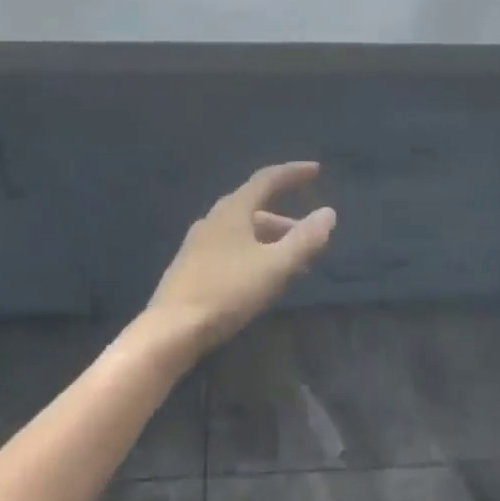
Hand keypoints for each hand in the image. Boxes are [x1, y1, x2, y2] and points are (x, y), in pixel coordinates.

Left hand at [140, 162, 336, 360]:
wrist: (170, 330)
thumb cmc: (227, 291)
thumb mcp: (275, 266)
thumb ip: (305, 239)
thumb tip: (328, 213)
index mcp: (233, 210)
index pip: (267, 179)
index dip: (293, 173)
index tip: (316, 170)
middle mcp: (213, 219)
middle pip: (256, 207)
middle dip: (286, 219)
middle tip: (310, 235)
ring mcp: (199, 243)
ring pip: (243, 230)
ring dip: (271, 239)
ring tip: (293, 263)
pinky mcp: (192, 266)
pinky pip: (231, 247)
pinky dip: (254, 252)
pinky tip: (261, 277)